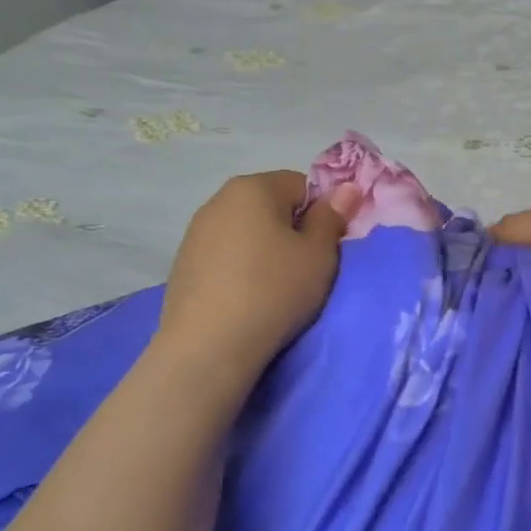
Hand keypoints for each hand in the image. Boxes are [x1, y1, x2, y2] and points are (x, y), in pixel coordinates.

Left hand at [160, 171, 360, 370]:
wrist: (209, 345)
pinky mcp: (183, 263)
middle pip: (271, 206)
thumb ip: (332, 217)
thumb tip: (346, 187)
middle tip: (304, 270)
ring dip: (264, 251)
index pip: (302, 185)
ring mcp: (196, 232)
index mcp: (254, 187)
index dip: (321, 215)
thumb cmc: (274, 291)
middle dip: (291, 231)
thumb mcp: (318, 255)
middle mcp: (219, 199)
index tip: (324, 249)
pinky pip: (225, 256)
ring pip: (246, 232)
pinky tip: (245, 299)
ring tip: (273, 289)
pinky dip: (240, 269)